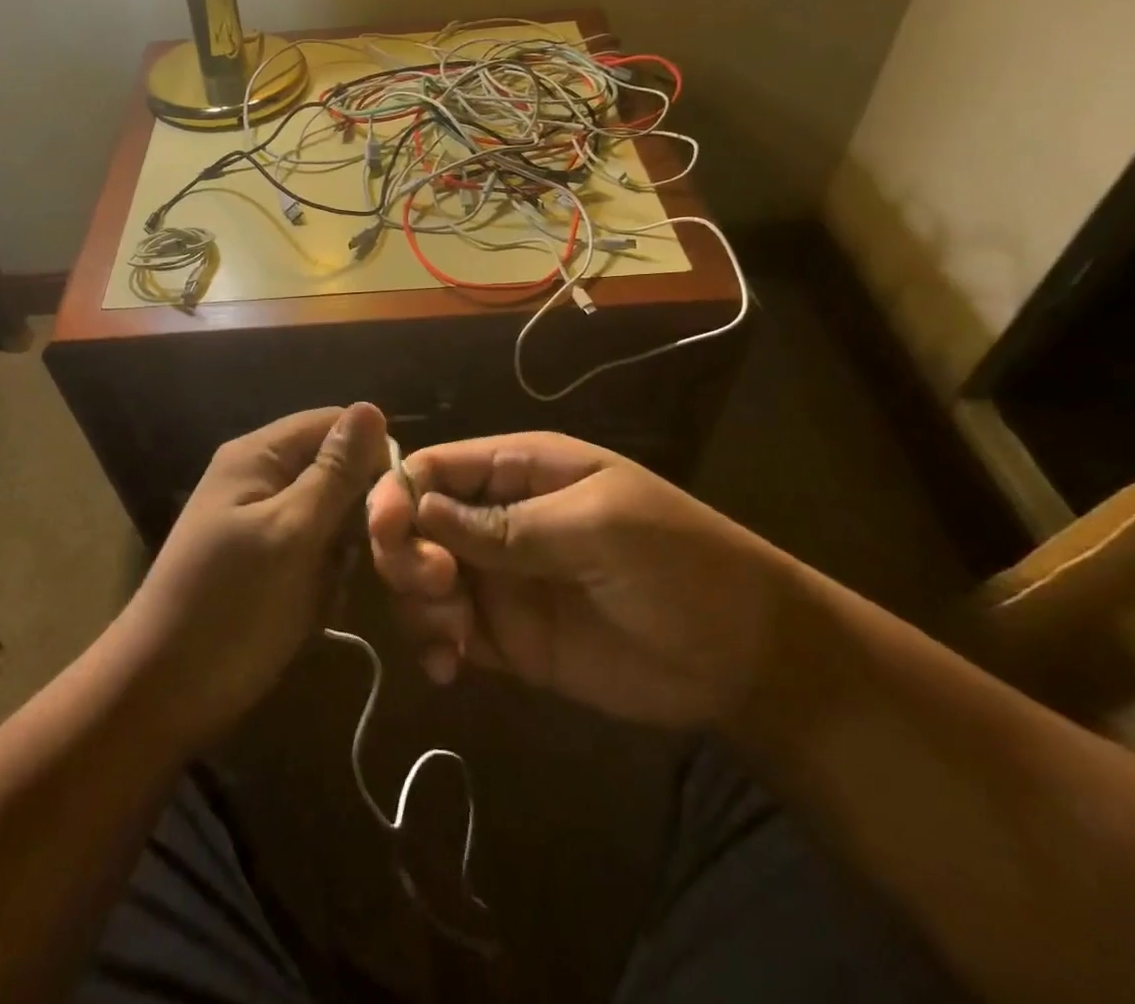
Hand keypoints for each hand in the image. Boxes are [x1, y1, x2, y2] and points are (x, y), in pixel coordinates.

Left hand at [117, 403, 389, 742]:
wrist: (162, 694)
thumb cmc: (229, 605)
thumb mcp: (291, 533)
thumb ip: (334, 473)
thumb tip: (372, 407)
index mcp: (258, 456)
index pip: (333, 423)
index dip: (372, 452)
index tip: (396, 503)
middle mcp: (261, 478)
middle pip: (335, 470)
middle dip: (358, 511)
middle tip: (362, 556)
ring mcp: (263, 522)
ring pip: (333, 516)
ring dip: (344, 551)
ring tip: (331, 588)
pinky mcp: (269, 562)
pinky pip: (317, 551)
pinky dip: (326, 576)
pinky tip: (319, 606)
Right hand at [366, 432, 791, 728]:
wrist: (746, 655)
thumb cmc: (681, 562)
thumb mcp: (601, 527)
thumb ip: (510, 524)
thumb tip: (421, 508)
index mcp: (519, 471)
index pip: (435, 466)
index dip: (399, 492)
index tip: (388, 532)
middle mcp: (496, 519)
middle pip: (415, 522)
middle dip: (406, 552)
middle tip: (438, 588)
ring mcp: (499, 579)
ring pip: (421, 578)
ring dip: (417, 602)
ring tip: (454, 636)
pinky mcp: (506, 638)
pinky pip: (447, 632)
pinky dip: (432, 645)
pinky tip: (447, 668)